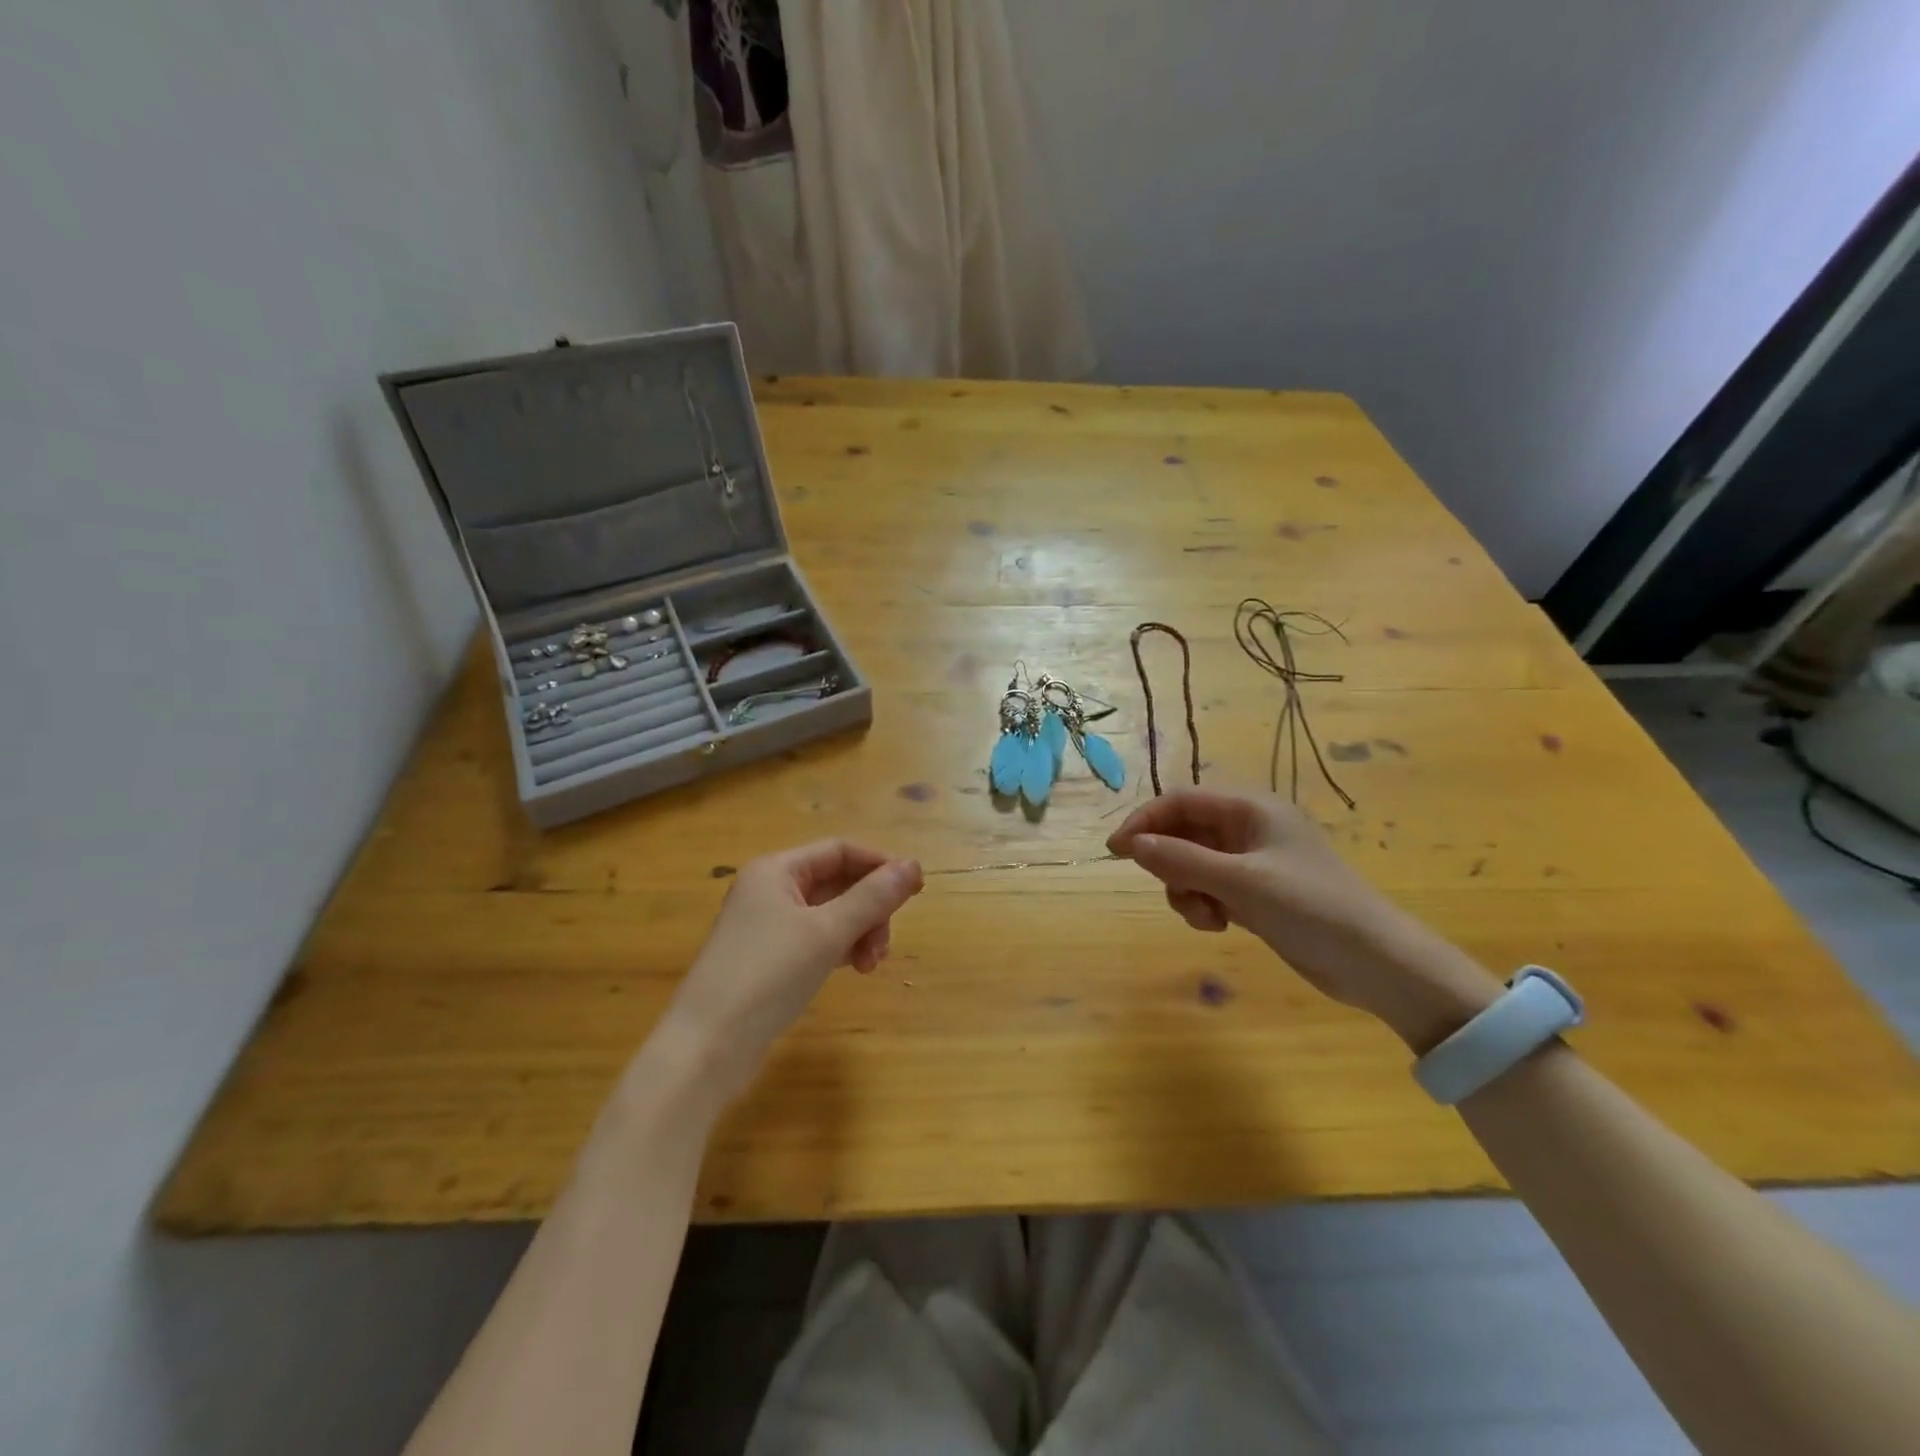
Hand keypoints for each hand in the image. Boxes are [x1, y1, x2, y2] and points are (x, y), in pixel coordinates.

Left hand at [658, 840, 923, 1098]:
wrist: (705, 1049)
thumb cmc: (767, 977)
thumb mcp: (827, 933)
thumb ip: (873, 897)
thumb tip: (913, 865)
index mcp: (776, 870)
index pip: (840, 850)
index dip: (880, 865)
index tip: (915, 891)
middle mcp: (769, 890)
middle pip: (837, 882)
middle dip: (869, 908)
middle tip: (884, 944)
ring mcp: (767, 926)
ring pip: (830, 914)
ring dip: (858, 932)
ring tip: (869, 966)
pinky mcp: (768, 959)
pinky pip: (816, 939)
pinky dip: (840, 949)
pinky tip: (852, 970)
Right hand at [1108, 789, 1499, 1049]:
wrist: (1377, 963)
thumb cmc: (1311, 908)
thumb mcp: (1241, 882)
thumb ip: (1182, 860)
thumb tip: (1130, 845)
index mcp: (1250, 808)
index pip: (1181, 800)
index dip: (1145, 820)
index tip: (1117, 851)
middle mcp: (1249, 828)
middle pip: (1184, 831)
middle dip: (1169, 860)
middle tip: (1168, 889)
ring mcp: (1252, 862)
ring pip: (1193, 862)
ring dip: (1185, 887)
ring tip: (1205, 915)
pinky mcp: (1256, 892)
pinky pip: (1210, 886)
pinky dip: (1203, 903)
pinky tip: (1218, 924)